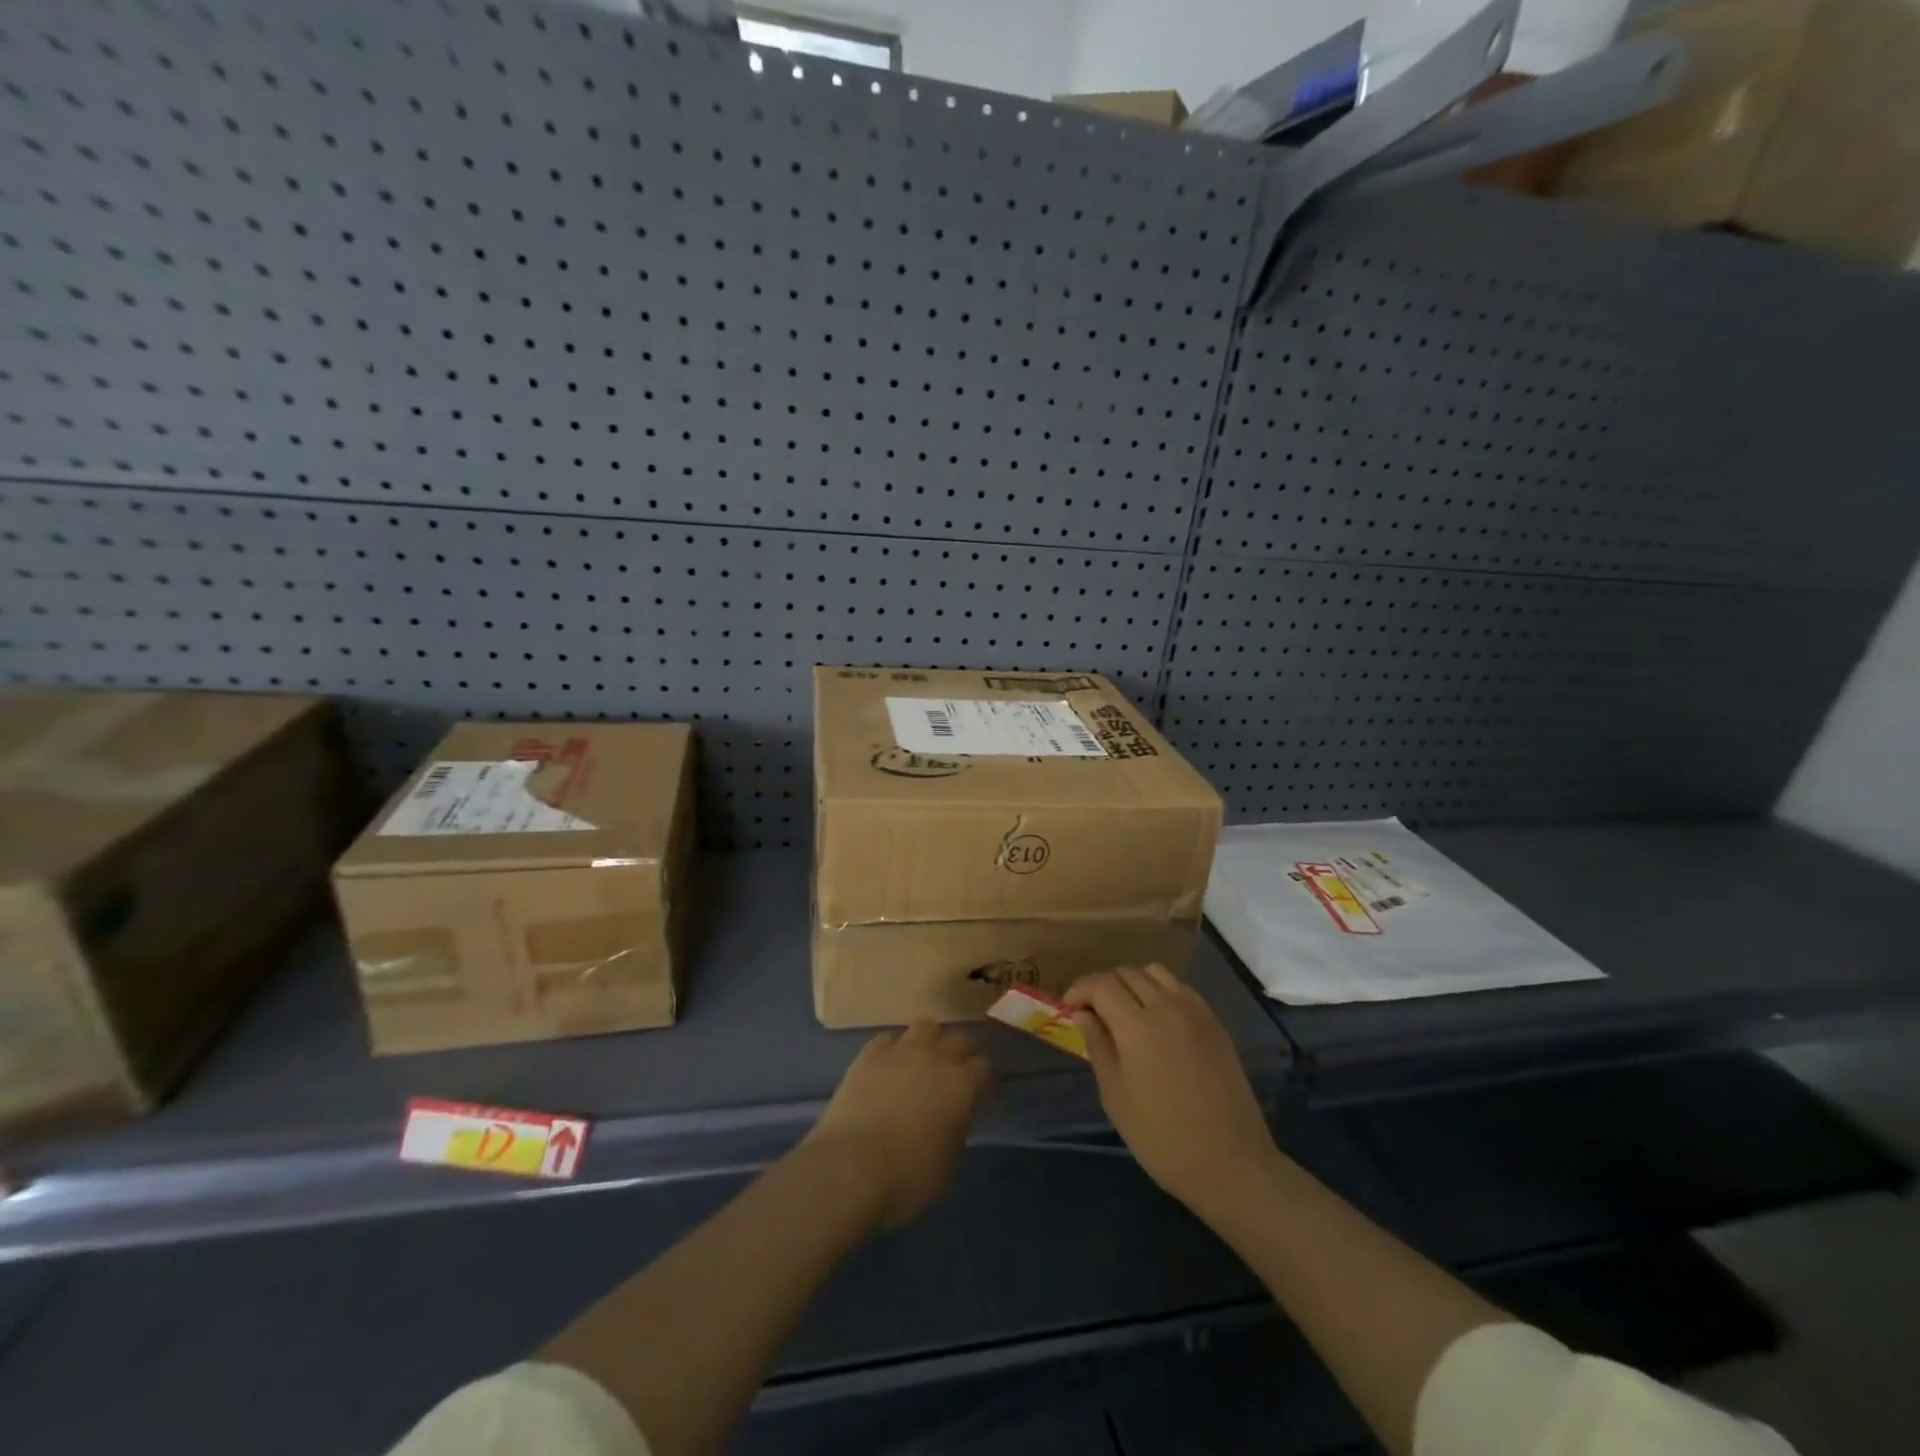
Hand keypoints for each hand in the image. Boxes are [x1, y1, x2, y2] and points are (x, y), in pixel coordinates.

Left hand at [805, 1021, 992, 1227]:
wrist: (850, 1168)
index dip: (983, 1079)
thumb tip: (953, 1117)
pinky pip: (889, 1039)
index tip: (979, 1093)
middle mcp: (937, 1058)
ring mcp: (902, 1051)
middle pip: (959, 1039)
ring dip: (929, 1041)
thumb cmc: (906, 1178)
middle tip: (954, 1073)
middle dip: (961, 1053)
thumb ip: (956, 1129)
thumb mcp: (946, 1164)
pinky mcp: (870, 1054)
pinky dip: (893, 1049)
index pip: (984, 1067)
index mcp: (962, 1086)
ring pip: (926, 1027)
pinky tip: (887, 1066)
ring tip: (922, 1060)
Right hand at [1066, 965, 1278, 1218]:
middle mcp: (1166, 1006)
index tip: (1069, 1009)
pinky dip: (1161, 991)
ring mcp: (1195, 1011)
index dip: (1079, 990)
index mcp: (1137, 1025)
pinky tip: (1158, 1021)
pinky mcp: (1215, 1023)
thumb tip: (1083, 1014)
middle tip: (1093, 1013)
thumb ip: (1097, 1046)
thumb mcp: (1115, 1096)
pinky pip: (1181, 989)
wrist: (1230, 1162)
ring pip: (1156, 973)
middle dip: (1103, 986)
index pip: (1101, 984)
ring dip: (1133, 983)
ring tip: (1126, 1012)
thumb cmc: (1162, 1137)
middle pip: (1127, 973)